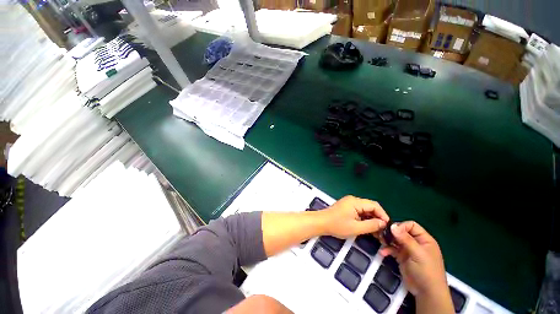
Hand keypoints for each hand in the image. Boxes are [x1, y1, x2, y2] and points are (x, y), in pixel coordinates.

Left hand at [318, 196, 389, 238]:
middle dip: (377, 218)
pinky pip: (359, 211)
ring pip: (365, 210)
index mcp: (355, 202)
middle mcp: (353, 200)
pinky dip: (364, 218)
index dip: (383, 215)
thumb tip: (383, 223)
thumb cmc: (337, 225)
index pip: (375, 205)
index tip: (386, 227)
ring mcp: (349, 203)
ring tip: (376, 232)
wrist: (321, 223)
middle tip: (382, 231)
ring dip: (371, 219)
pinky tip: (367, 227)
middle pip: (370, 207)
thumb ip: (371, 225)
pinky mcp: (347, 207)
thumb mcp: (356, 228)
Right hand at [379, 221, 450, 299]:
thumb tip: (392, 225)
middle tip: (382, 235)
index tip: (392, 231)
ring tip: (381, 242)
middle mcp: (416, 243)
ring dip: (388, 241)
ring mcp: (408, 250)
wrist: (426, 292)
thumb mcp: (418, 254)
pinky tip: (383, 253)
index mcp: (424, 239)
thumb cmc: (426, 271)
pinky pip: (392, 249)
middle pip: (401, 232)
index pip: (411, 225)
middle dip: (392, 233)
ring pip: (395, 240)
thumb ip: (405, 239)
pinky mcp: (402, 257)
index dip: (401, 226)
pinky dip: (387, 250)